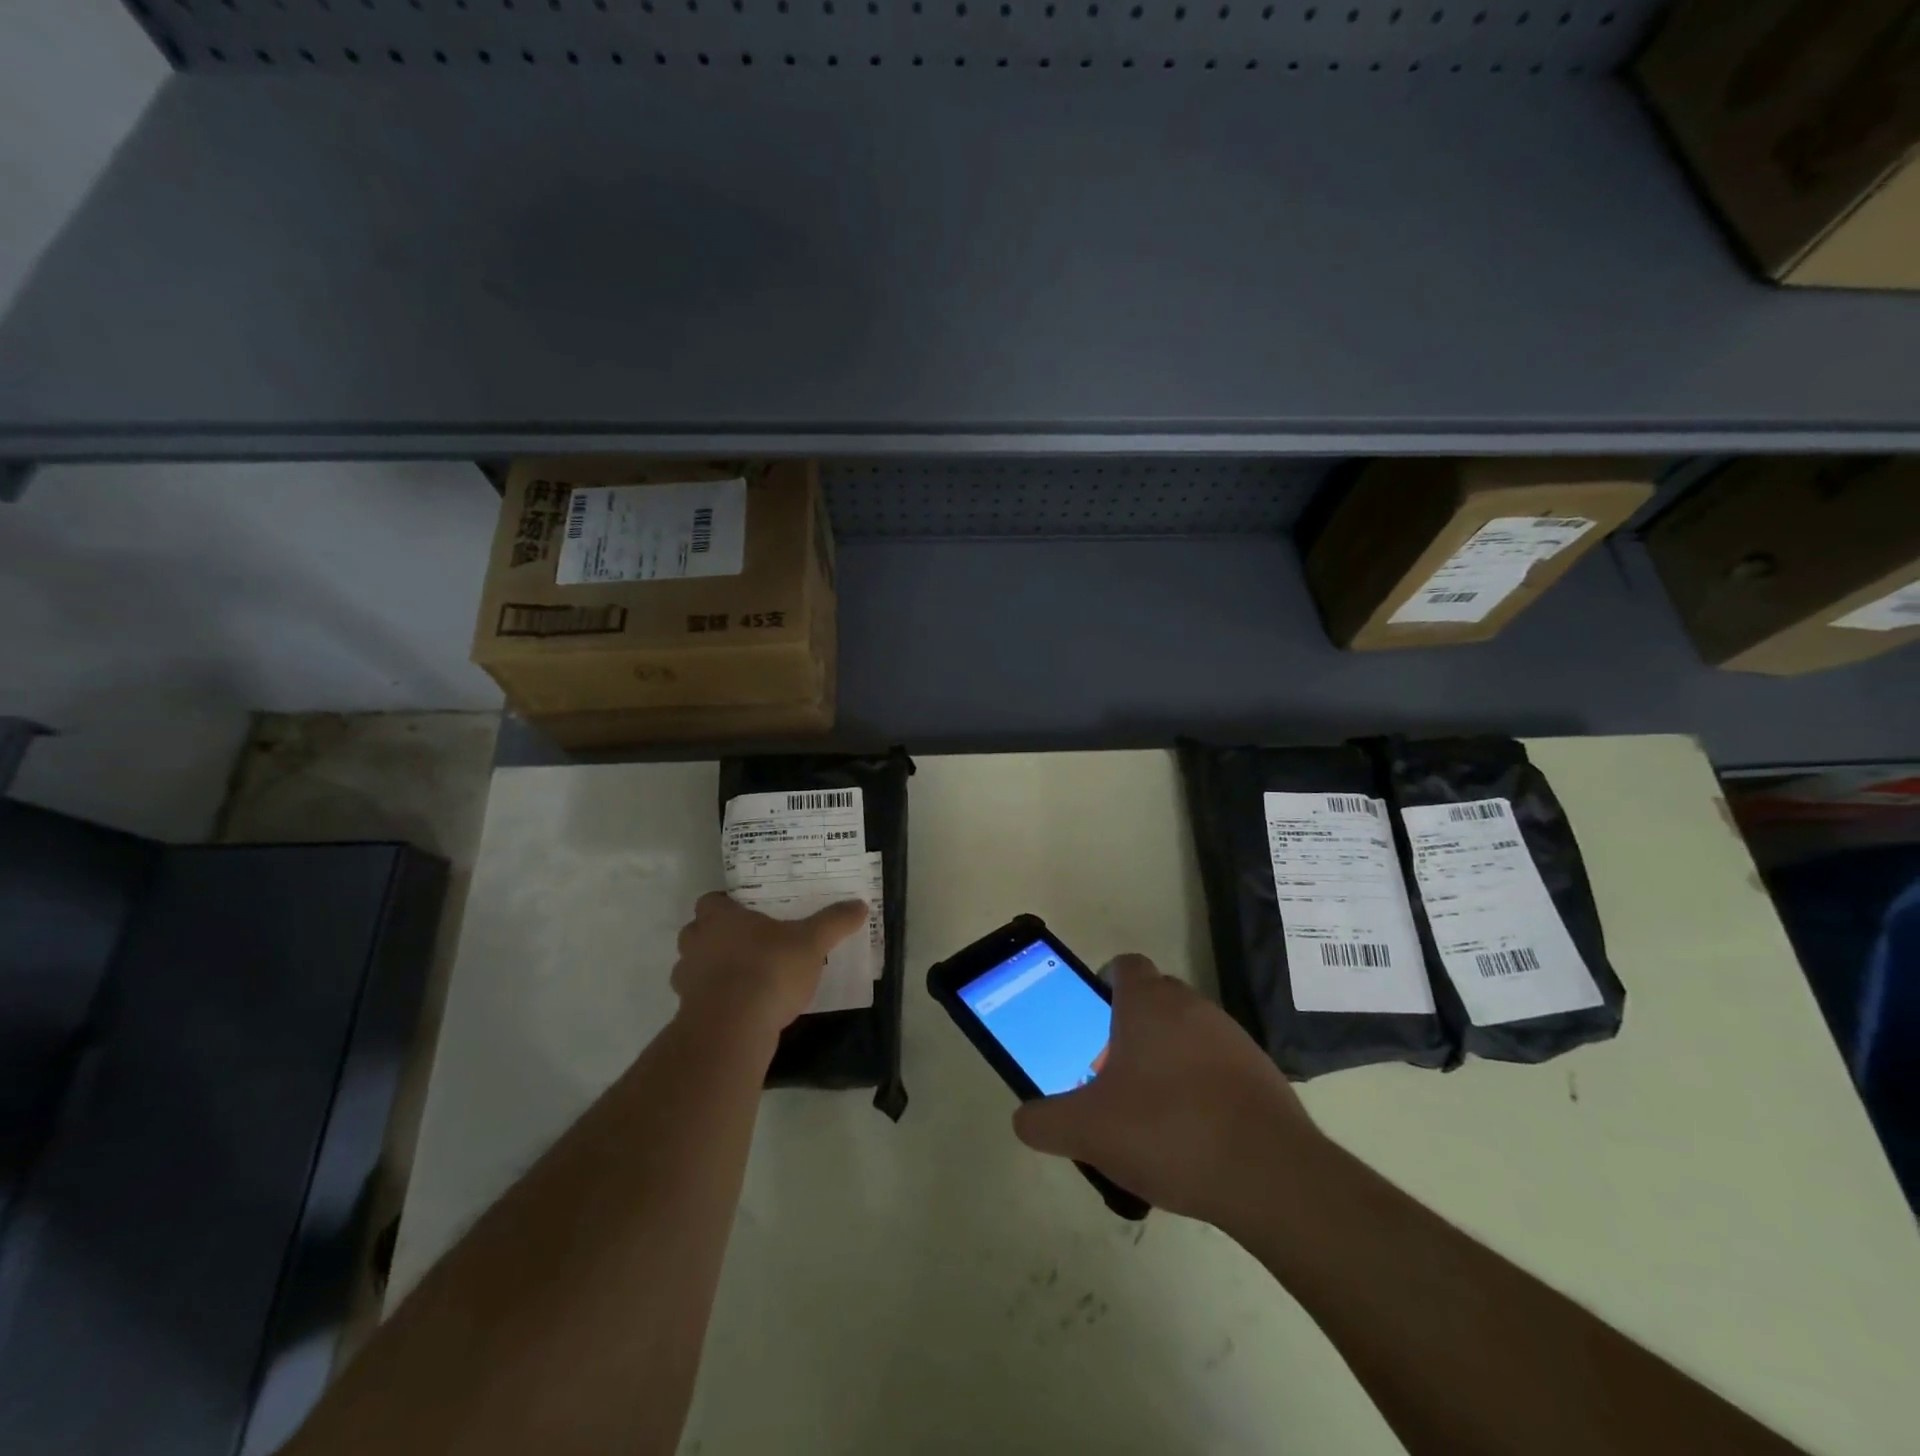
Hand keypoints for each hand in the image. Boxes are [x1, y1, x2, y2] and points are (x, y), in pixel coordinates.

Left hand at [671, 892, 868, 1037]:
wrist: (732, 1029)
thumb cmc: (769, 969)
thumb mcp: (812, 942)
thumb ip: (834, 922)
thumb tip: (860, 904)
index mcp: (720, 918)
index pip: (710, 901)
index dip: (726, 905)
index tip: (747, 912)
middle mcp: (696, 943)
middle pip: (696, 932)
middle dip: (715, 937)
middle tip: (746, 942)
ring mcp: (687, 980)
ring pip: (693, 967)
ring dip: (711, 970)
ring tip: (744, 977)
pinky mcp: (688, 1014)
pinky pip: (699, 1000)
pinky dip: (715, 1001)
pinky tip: (741, 1008)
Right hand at [1012, 955, 1319, 1224]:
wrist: (1269, 1175)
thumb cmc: (1167, 1131)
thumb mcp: (1087, 1131)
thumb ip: (1044, 1121)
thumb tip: (1024, 1119)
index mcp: (1148, 1003)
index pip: (1124, 965)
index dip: (1105, 983)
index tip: (1093, 1018)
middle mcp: (1192, 1006)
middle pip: (1155, 998)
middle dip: (1132, 1026)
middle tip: (1113, 1072)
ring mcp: (1232, 1036)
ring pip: (1188, 1031)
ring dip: (1168, 1055)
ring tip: (1152, 1109)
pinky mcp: (1262, 1071)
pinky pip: (1219, 1063)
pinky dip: (1202, 1083)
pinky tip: (1193, 1132)